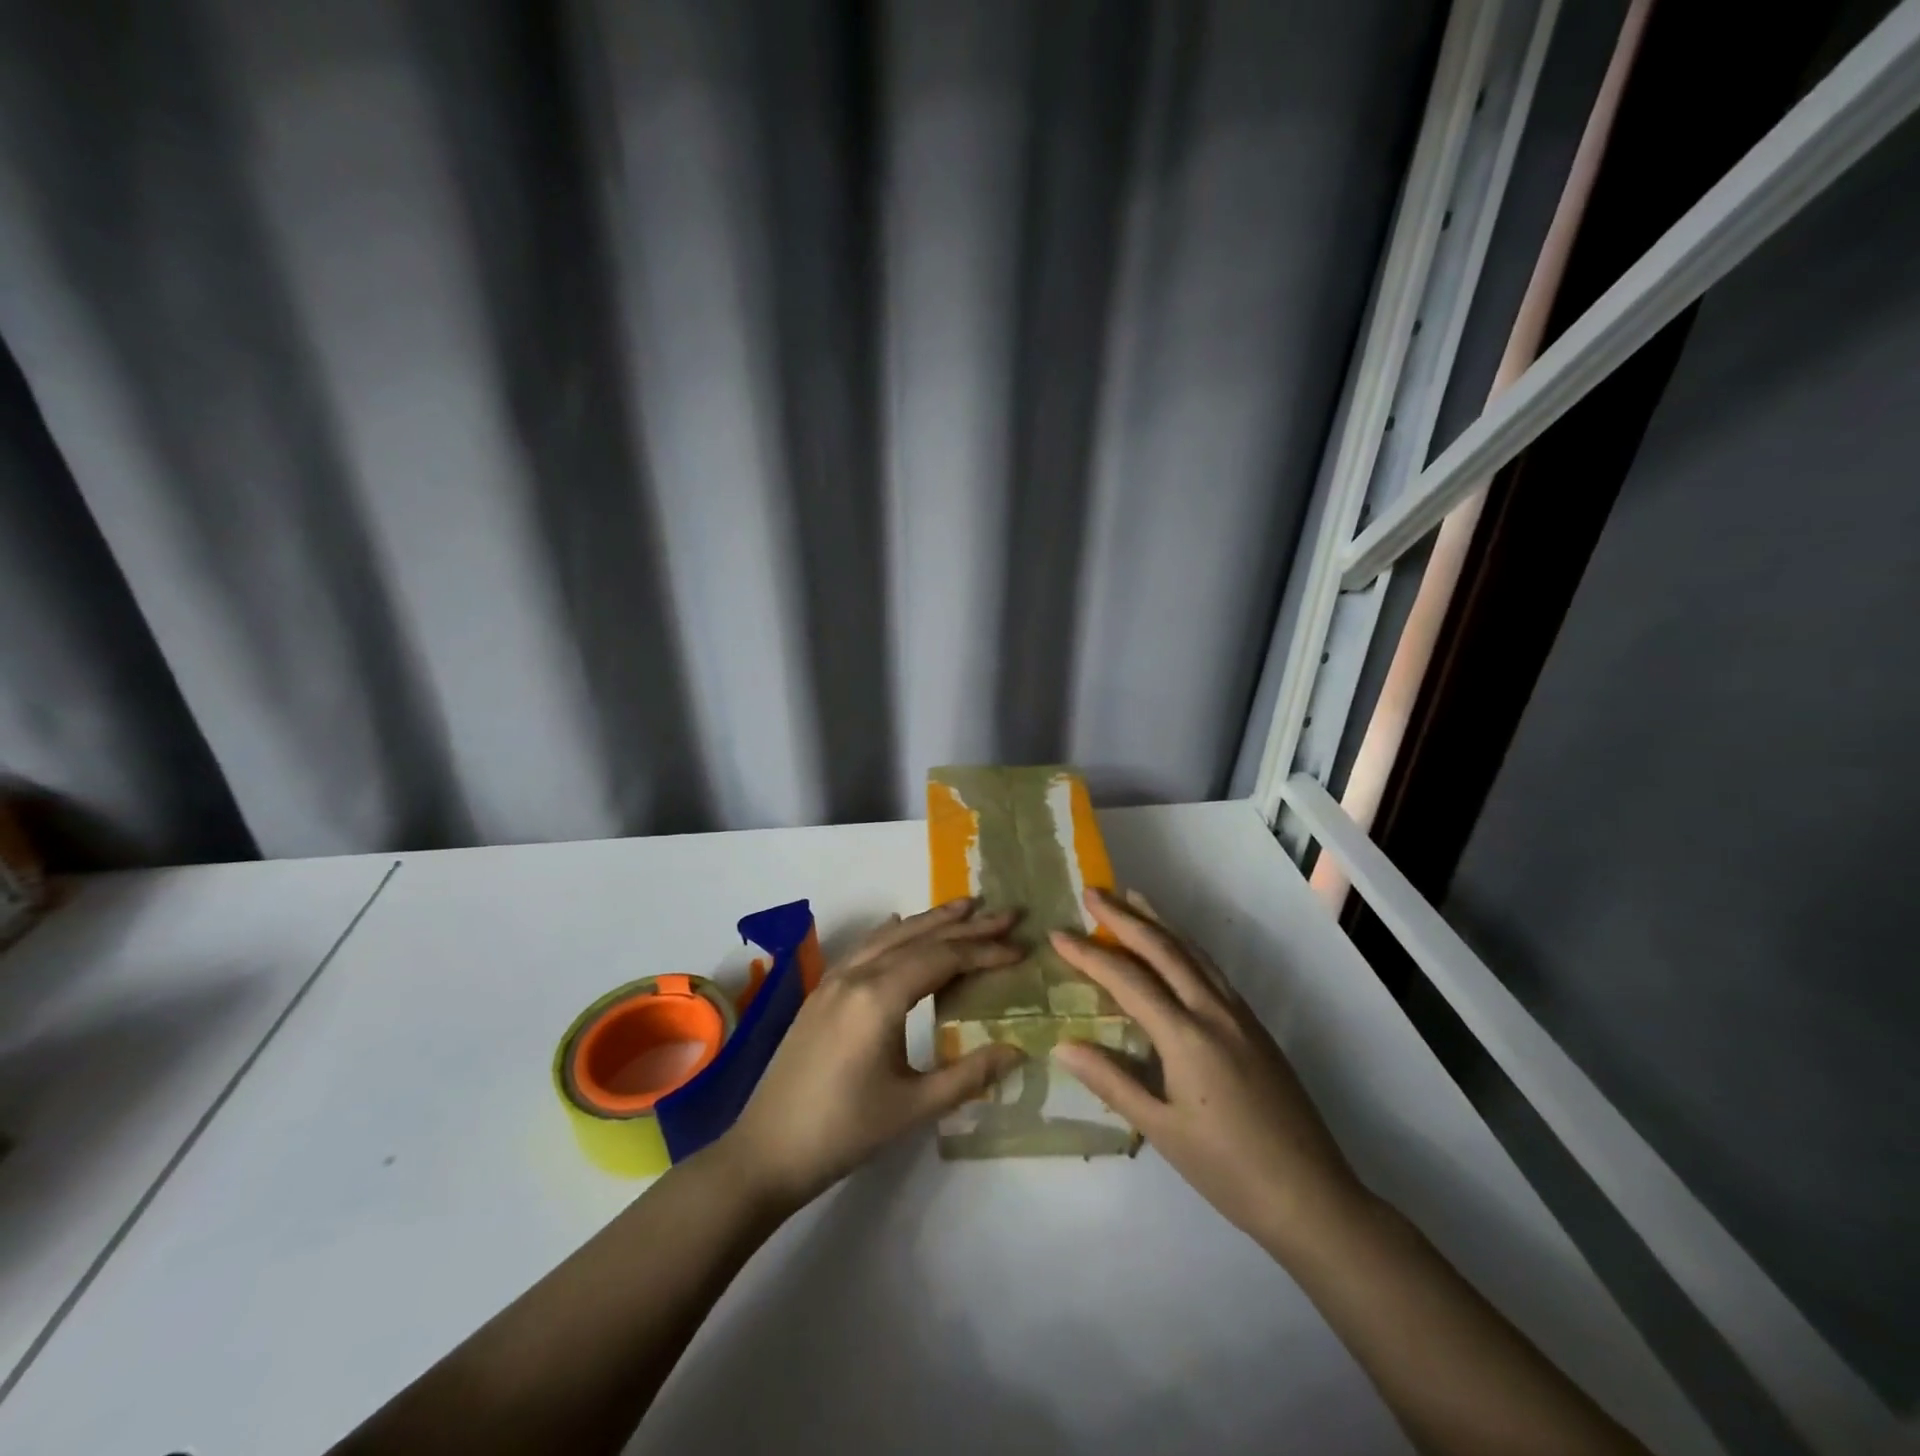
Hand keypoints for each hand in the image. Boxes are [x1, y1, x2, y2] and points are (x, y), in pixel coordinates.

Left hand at [719, 899, 1025, 1210]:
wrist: (765, 1151)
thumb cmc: (843, 1132)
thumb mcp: (913, 1108)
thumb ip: (968, 1075)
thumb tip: (1017, 1049)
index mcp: (879, 997)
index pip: (943, 958)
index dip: (985, 951)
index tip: (1022, 948)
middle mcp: (857, 975)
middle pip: (919, 936)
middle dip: (966, 923)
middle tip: (1007, 912)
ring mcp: (834, 979)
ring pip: (890, 935)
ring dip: (930, 920)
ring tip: (966, 908)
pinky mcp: (822, 992)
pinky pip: (866, 947)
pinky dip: (894, 931)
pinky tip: (902, 924)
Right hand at [1050, 888, 1367, 1257]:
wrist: (1312, 1196)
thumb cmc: (1227, 1170)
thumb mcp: (1160, 1130)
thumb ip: (1111, 1081)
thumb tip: (1063, 1044)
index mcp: (1186, 1036)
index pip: (1128, 980)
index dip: (1089, 955)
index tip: (1058, 932)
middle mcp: (1213, 1012)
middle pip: (1163, 949)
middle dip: (1124, 917)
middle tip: (1092, 891)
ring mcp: (1239, 1015)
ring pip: (1193, 952)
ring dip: (1159, 921)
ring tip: (1132, 898)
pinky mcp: (1254, 1025)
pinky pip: (1211, 969)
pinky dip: (1184, 946)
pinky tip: (1175, 947)